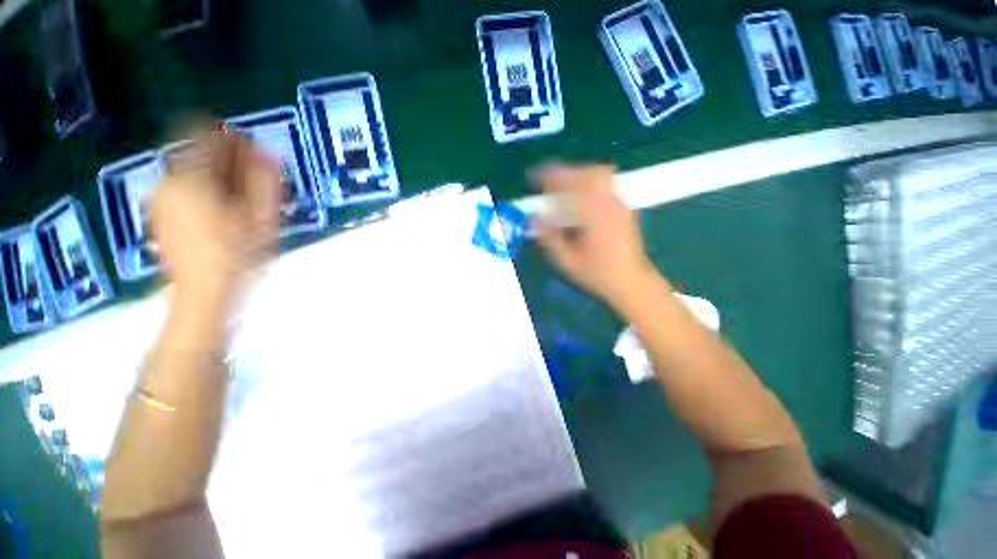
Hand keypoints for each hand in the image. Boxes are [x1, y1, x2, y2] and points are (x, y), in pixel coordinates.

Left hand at [151, 130, 280, 318]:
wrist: (205, 295)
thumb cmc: (237, 257)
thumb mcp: (261, 218)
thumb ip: (264, 182)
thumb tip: (269, 153)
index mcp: (191, 180)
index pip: (206, 134)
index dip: (234, 139)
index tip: (256, 154)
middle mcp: (168, 182)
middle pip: (199, 152)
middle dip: (230, 162)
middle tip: (256, 184)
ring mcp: (161, 198)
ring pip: (193, 170)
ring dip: (221, 178)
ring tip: (243, 203)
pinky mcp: (160, 212)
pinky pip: (185, 186)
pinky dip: (207, 190)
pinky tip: (225, 212)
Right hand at [534, 164, 656, 311]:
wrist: (631, 281)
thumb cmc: (597, 275)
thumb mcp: (567, 262)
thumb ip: (550, 238)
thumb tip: (535, 217)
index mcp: (594, 216)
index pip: (570, 185)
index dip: (550, 177)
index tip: (534, 177)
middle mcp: (609, 203)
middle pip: (587, 172)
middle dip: (564, 172)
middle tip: (548, 182)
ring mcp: (620, 202)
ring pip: (600, 172)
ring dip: (578, 173)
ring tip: (563, 185)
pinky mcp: (625, 206)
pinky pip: (608, 181)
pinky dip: (591, 179)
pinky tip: (582, 193)